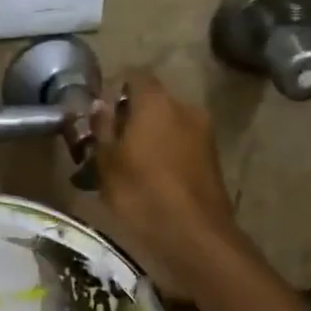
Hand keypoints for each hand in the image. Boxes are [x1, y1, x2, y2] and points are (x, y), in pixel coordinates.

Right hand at [90, 70, 242, 286]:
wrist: (194, 234)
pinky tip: (148, 178)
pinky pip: (180, 144)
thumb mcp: (107, 162)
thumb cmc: (141, 193)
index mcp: (156, 102)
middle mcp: (184, 108)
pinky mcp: (212, 157)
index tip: (98, 112)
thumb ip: (102, 128)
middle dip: (130, 117)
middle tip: (107, 144)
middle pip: (152, 101)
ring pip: (167, 124)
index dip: (115, 88)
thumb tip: (100, 104)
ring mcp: (203, 132)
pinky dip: (164, 153)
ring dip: (147, 137)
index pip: (135, 76)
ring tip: (125, 166)